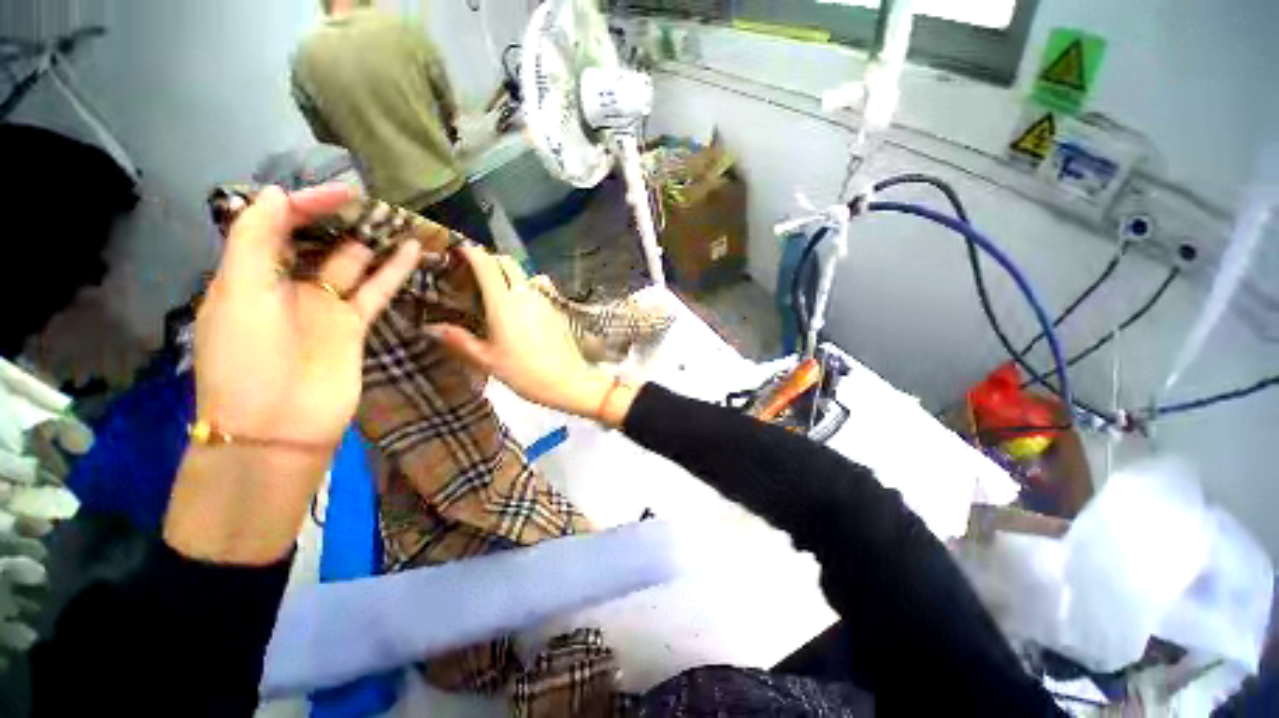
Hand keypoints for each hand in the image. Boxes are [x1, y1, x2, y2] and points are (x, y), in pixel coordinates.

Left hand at [165, 184, 419, 564]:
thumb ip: (255, 239)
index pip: (277, 223)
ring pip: (352, 264)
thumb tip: (276, 192)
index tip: (342, 194)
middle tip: (371, 203)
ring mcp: (325, 307)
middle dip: (339, 220)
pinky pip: (375, 290)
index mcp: (251, 274)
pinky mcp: (354, 326)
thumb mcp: (238, 292)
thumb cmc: (246, 358)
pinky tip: (411, 250)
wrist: (278, 425)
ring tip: (396, 220)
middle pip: (317, 241)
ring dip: (371, 242)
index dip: (306, 203)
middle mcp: (287, 285)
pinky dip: (393, 271)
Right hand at [427, 245, 638, 424]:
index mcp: (503, 303)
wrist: (566, 380)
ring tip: (498, 290)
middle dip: (491, 259)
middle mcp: (525, 294)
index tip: (459, 249)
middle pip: (508, 262)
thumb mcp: (487, 360)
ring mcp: (544, 300)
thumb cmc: (523, 372)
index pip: (487, 265)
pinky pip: (538, 289)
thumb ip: (460, 340)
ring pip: (525, 274)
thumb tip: (431, 327)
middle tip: (476, 272)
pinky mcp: (556, 309)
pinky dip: (525, 288)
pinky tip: (521, 307)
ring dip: (510, 274)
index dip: (472, 252)